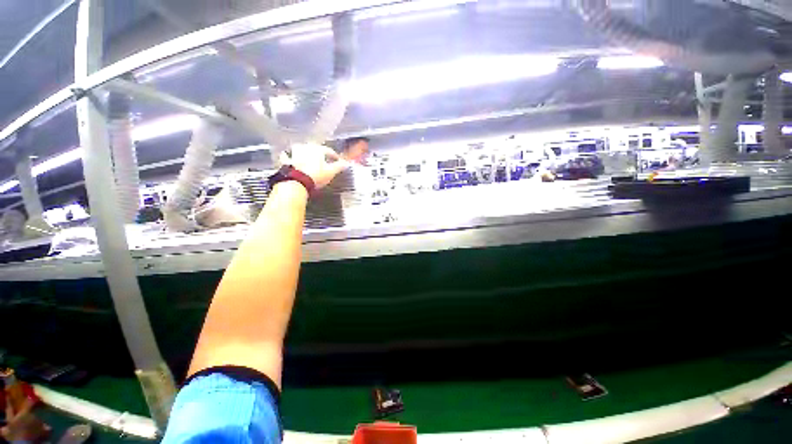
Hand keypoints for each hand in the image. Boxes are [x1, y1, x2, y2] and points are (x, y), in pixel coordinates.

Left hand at [279, 144, 349, 189]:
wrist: (297, 181)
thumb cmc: (316, 175)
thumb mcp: (331, 172)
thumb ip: (339, 166)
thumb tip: (346, 163)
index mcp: (318, 149)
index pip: (329, 151)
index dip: (334, 156)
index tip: (338, 160)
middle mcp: (306, 147)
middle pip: (315, 149)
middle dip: (320, 153)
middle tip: (324, 159)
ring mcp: (294, 153)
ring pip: (301, 149)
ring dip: (305, 152)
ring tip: (308, 157)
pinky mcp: (286, 160)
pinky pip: (287, 156)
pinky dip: (289, 156)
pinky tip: (289, 158)